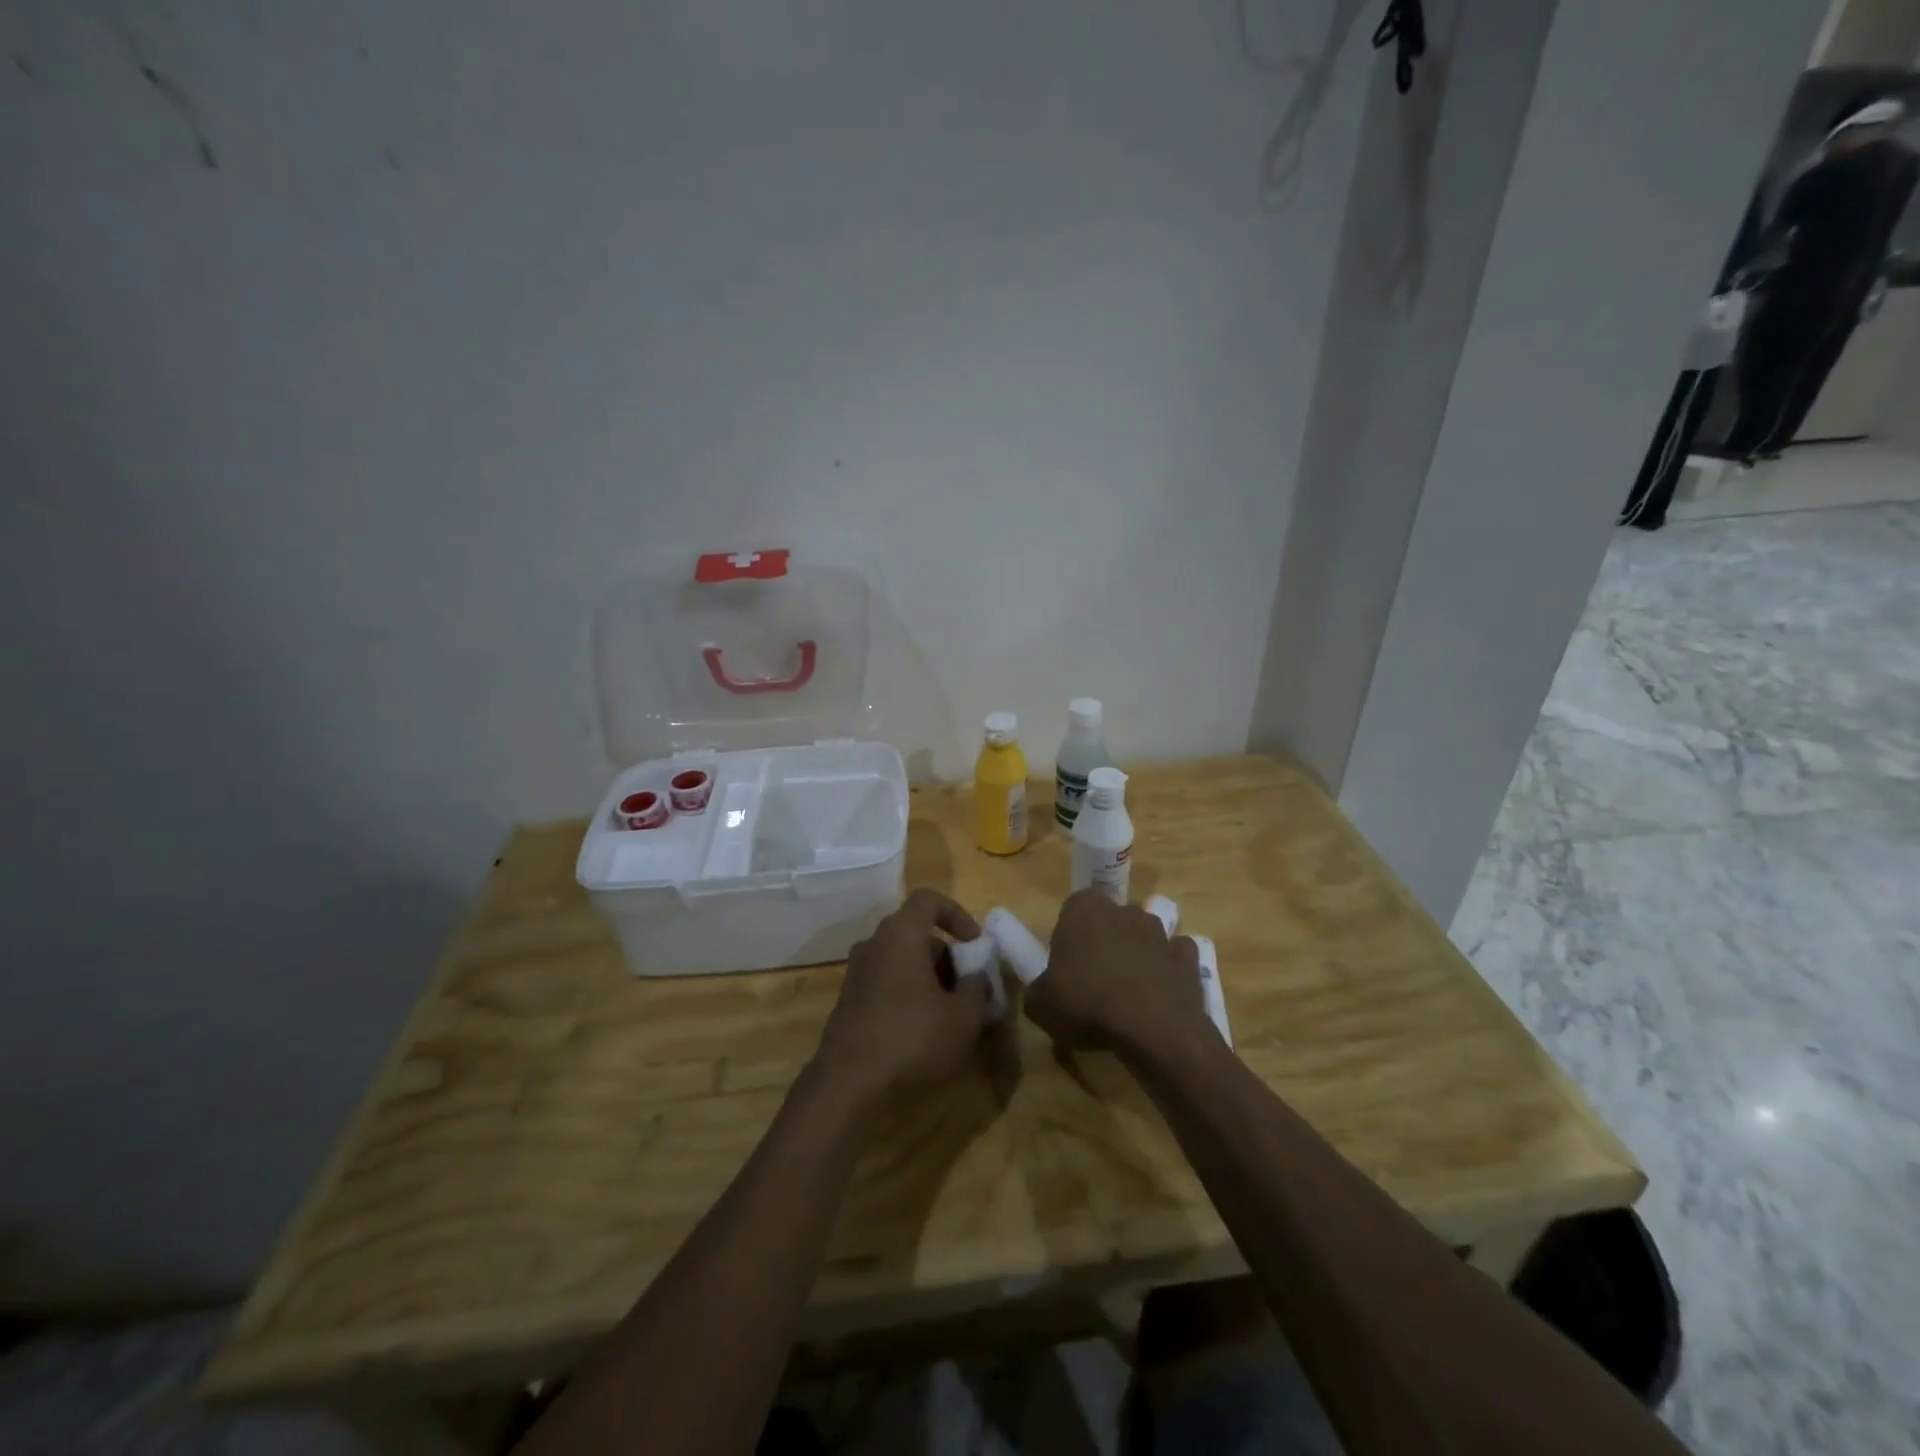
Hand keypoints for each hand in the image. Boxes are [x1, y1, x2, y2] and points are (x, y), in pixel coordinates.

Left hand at [815, 889, 989, 1096]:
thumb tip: (977, 978)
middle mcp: (874, 943)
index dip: (957, 915)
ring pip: (902, 961)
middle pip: (918, 935)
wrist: (847, 1081)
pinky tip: (923, 1032)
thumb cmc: (912, 1037)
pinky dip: (908, 996)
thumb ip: (978, 989)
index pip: (929, 900)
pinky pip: (887, 983)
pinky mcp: (849, 1001)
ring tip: (950, 1016)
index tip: (975, 945)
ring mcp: (857, 972)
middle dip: (948, 958)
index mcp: (901, 933)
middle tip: (968, 991)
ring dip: (930, 980)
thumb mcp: (963, 1017)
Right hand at [1026, 890, 1208, 1056]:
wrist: (1154, 1030)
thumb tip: (1043, 992)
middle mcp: (1124, 910)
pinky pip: (1174, 956)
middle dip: (1104, 940)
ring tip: (1129, 993)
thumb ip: (1037, 990)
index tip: (1066, 962)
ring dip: (1137, 954)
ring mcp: (1160, 932)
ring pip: (1143, 935)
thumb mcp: (1040, 1005)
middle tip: (1095, 978)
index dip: (1070, 933)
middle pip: (1110, 919)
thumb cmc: (1087, 1005)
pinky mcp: (1187, 956)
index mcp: (1084, 910)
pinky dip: (1168, 970)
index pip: (1074, 906)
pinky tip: (1160, 995)